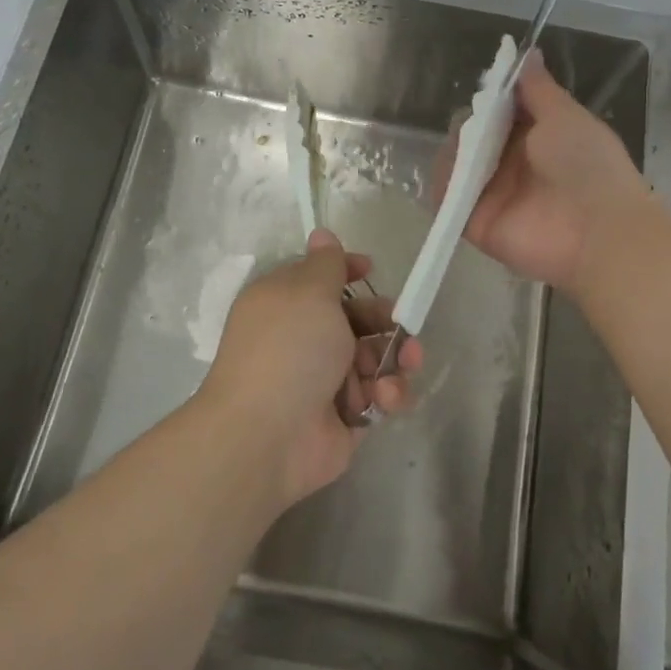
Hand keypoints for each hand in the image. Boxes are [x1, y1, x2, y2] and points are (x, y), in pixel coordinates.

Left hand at [199, 231, 422, 508]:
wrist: (268, 436)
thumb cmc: (288, 350)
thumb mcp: (308, 292)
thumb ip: (325, 265)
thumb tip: (321, 233)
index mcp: (286, 304)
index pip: (321, 280)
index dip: (348, 272)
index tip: (371, 269)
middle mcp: (304, 339)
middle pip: (356, 320)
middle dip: (385, 320)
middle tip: (400, 324)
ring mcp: (324, 381)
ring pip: (375, 359)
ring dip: (394, 359)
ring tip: (402, 366)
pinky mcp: (345, 417)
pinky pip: (379, 396)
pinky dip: (387, 394)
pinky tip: (384, 397)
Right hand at [451, 50, 652, 291]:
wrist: (598, 230)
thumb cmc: (587, 165)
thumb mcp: (565, 116)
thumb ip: (538, 89)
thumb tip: (527, 53)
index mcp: (536, 139)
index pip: (501, 115)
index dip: (490, 100)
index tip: (485, 88)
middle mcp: (512, 166)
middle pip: (474, 139)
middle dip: (468, 125)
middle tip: (473, 122)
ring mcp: (492, 196)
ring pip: (457, 166)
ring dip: (454, 152)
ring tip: (464, 148)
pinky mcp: (476, 223)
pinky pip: (448, 201)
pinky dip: (443, 186)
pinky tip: (450, 171)